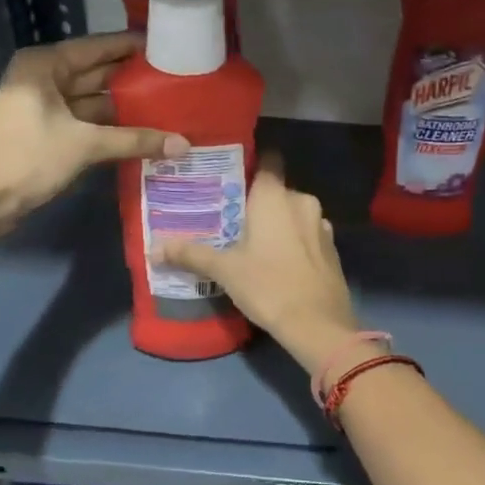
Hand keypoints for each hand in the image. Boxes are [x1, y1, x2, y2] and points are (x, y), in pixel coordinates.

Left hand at [0, 33, 184, 238]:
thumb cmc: (26, 158)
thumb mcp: (84, 145)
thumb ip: (135, 140)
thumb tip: (184, 144)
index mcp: (46, 66)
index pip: (98, 47)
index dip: (132, 47)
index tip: (168, 45)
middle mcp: (45, 80)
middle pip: (97, 74)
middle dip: (134, 79)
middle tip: (178, 80)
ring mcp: (45, 109)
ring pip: (94, 102)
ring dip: (126, 108)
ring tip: (170, 107)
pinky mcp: (48, 135)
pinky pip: (88, 125)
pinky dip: (112, 130)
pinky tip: (145, 134)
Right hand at [154, 154, 361, 372]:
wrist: (318, 324)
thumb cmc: (268, 285)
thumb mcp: (225, 270)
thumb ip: (191, 253)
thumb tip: (153, 248)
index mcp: (276, 195)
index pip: (267, 159)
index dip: (250, 162)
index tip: (229, 175)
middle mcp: (302, 201)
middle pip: (276, 190)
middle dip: (256, 200)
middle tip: (229, 216)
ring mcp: (322, 225)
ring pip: (293, 213)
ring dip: (276, 223)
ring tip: (250, 240)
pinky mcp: (331, 249)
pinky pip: (307, 234)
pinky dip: (293, 240)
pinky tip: (276, 260)